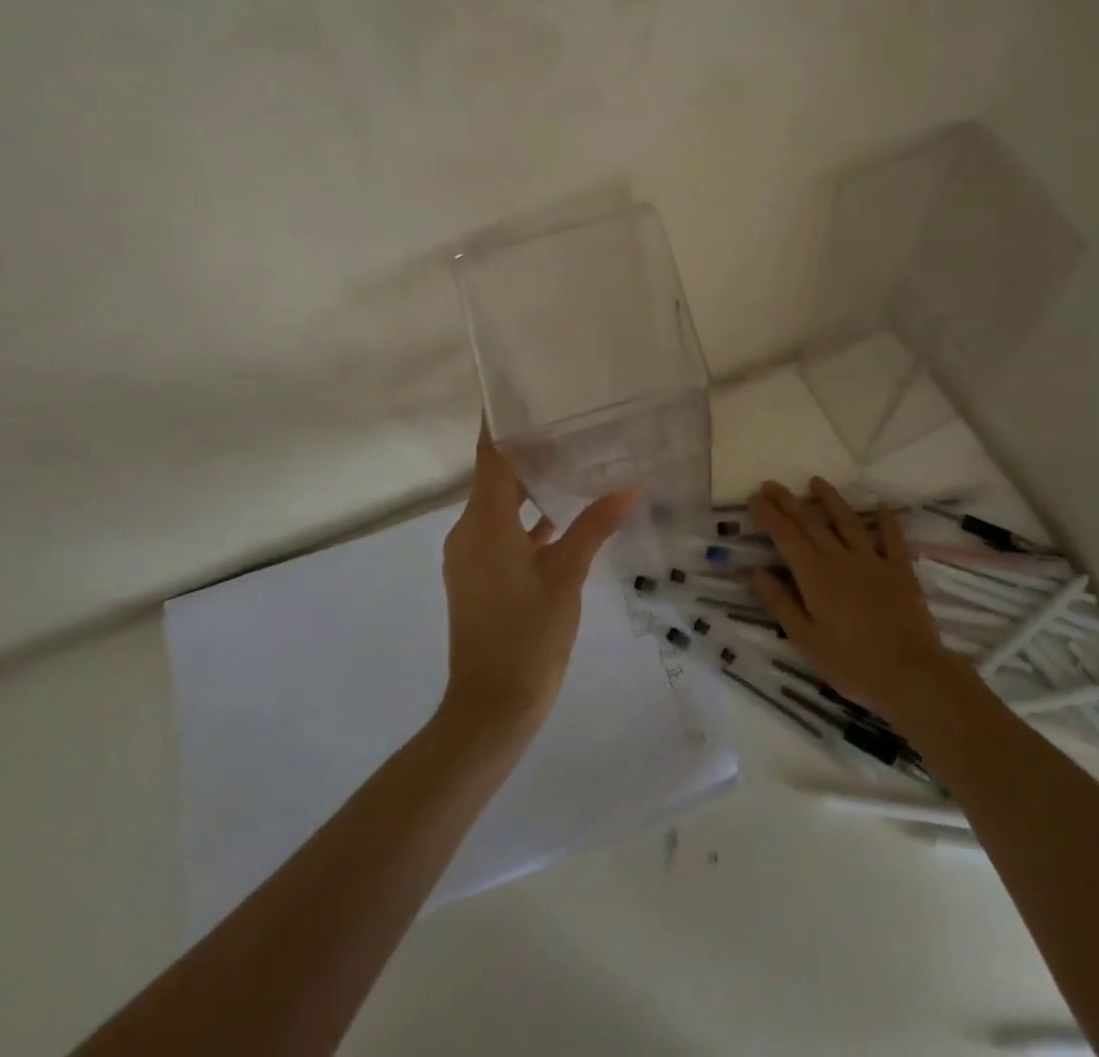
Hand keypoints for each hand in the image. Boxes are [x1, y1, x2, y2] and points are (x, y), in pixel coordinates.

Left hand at [440, 425, 638, 734]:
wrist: (492, 705)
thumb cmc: (528, 632)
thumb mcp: (566, 575)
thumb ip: (594, 527)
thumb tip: (629, 488)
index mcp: (483, 523)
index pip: (490, 457)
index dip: (500, 424)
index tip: (517, 392)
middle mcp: (469, 533)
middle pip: (495, 479)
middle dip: (526, 452)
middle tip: (565, 424)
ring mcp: (471, 558)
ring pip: (499, 508)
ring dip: (529, 489)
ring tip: (570, 463)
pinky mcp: (479, 578)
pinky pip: (501, 534)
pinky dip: (527, 521)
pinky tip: (562, 519)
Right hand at [746, 477, 961, 723]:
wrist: (911, 675)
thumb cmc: (852, 664)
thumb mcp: (805, 640)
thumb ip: (780, 603)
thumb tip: (754, 571)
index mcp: (815, 576)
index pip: (785, 536)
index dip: (768, 515)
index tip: (753, 498)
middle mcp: (841, 559)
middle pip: (811, 523)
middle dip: (788, 502)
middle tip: (771, 484)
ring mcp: (873, 562)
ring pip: (848, 522)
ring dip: (830, 500)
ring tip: (816, 481)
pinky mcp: (900, 571)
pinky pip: (892, 539)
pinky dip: (886, 520)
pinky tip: (881, 505)